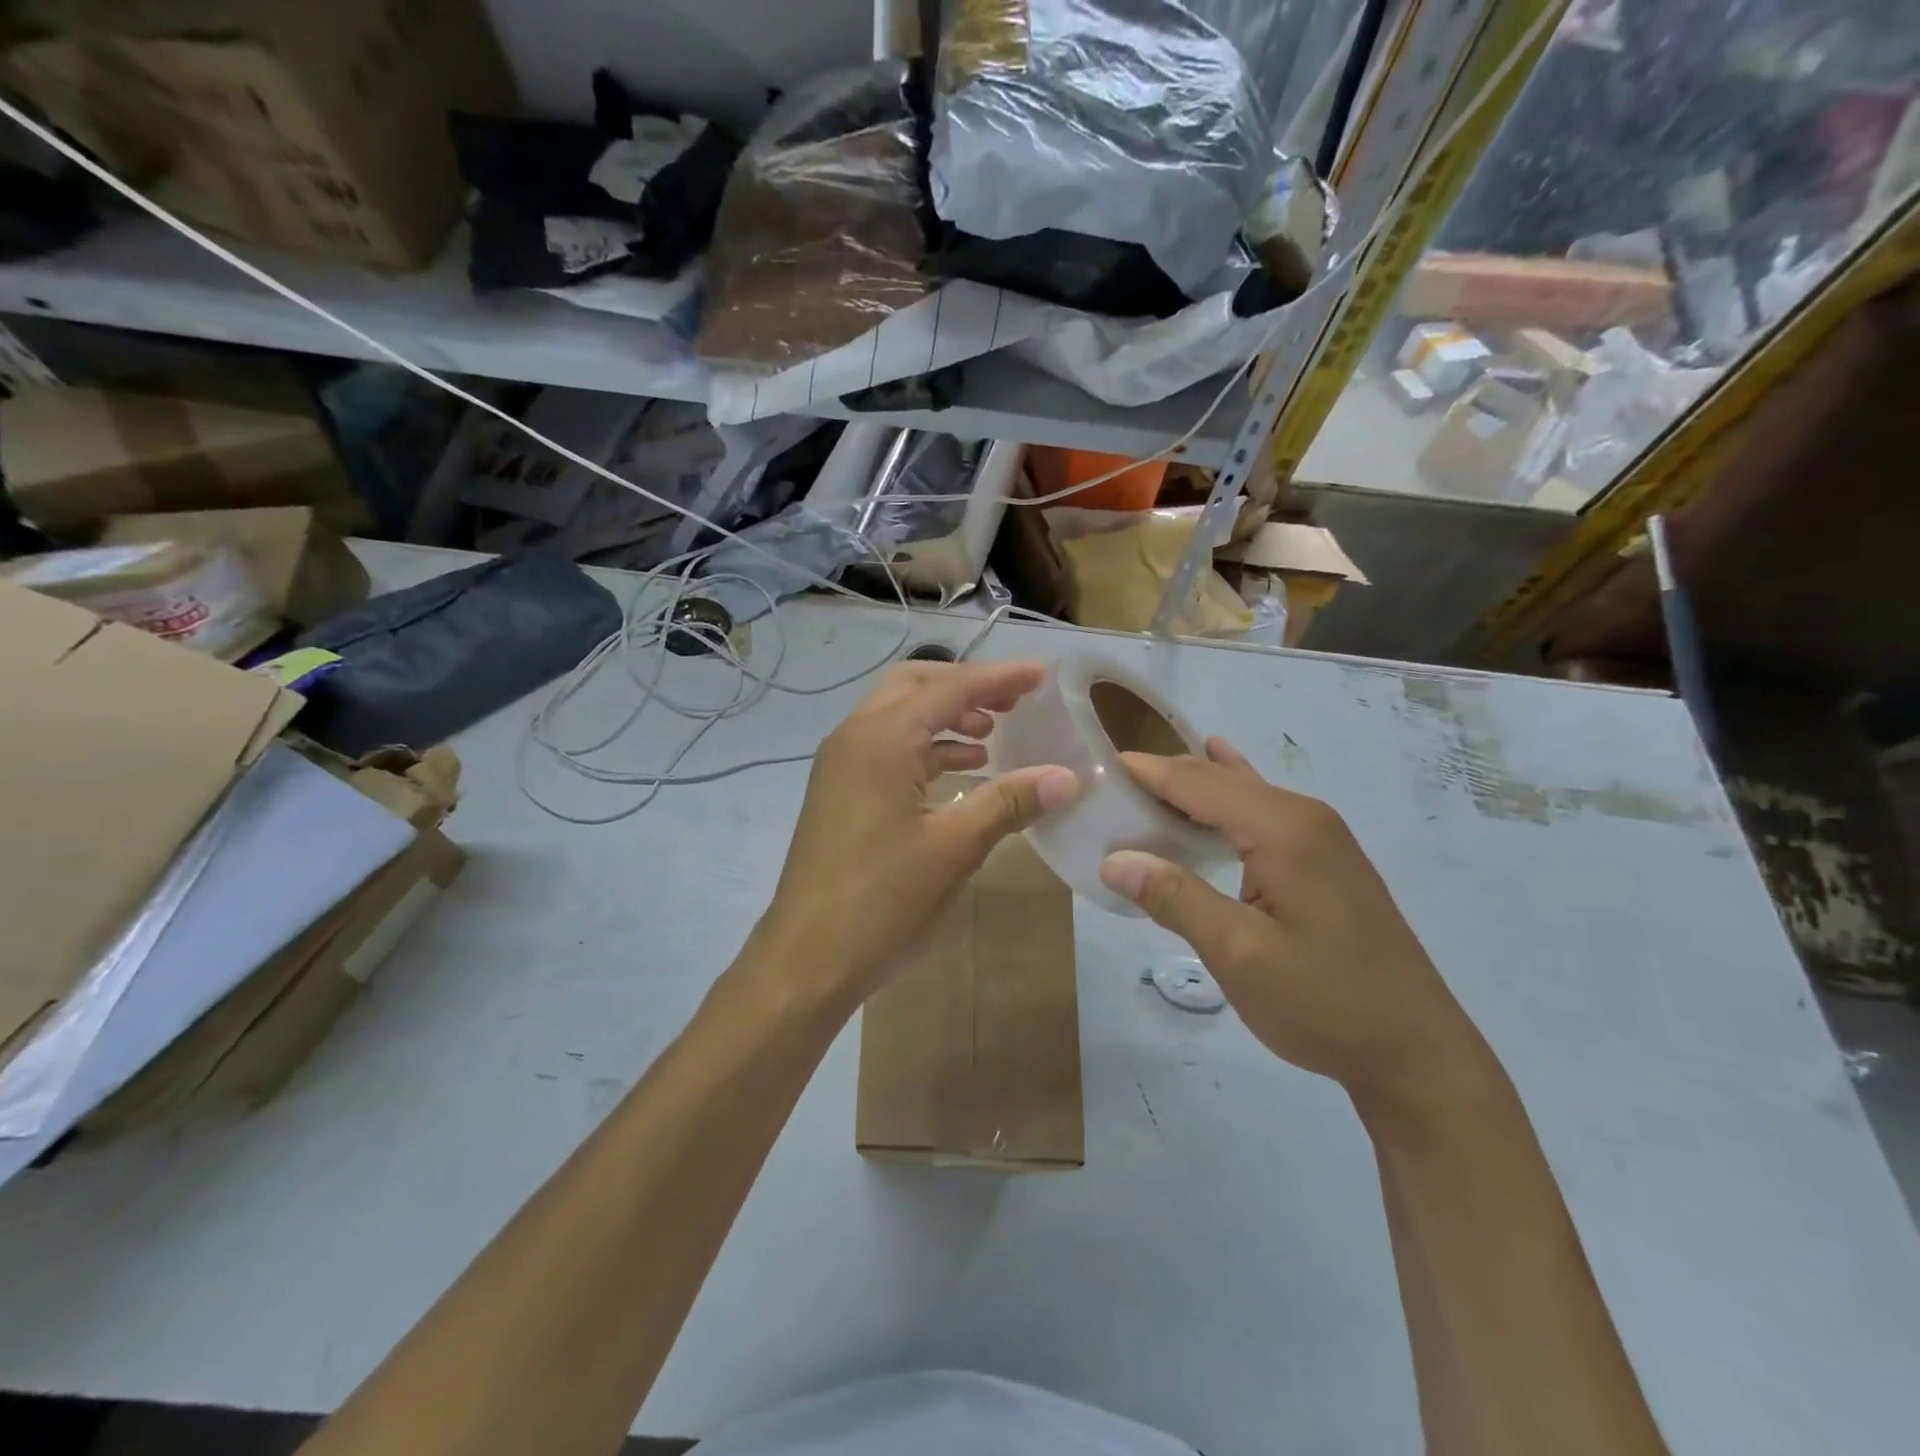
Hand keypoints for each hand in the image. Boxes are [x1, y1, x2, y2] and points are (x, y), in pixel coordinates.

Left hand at [753, 660, 1077, 1007]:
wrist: (806, 960)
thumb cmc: (882, 901)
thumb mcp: (955, 848)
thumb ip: (1009, 802)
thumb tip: (1067, 777)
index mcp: (882, 739)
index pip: (950, 688)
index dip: (999, 678)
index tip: (1042, 675)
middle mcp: (855, 738)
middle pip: (915, 686)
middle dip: (966, 687)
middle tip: (1014, 702)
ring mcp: (840, 765)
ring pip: (898, 716)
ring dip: (945, 717)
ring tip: (994, 735)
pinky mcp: (839, 792)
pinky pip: (887, 749)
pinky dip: (925, 748)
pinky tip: (961, 772)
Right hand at [1100, 739, 1494, 1112]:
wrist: (1415, 1052)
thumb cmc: (1324, 1002)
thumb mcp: (1240, 954)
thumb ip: (1176, 898)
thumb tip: (1113, 859)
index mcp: (1283, 829)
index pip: (1198, 783)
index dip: (1146, 772)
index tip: (1096, 765)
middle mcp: (1304, 817)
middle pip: (1219, 781)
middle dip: (1164, 777)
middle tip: (1107, 784)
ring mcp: (1321, 837)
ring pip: (1242, 794)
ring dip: (1193, 788)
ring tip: (1142, 784)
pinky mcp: (1325, 859)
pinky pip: (1262, 811)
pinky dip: (1226, 798)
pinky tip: (1221, 768)